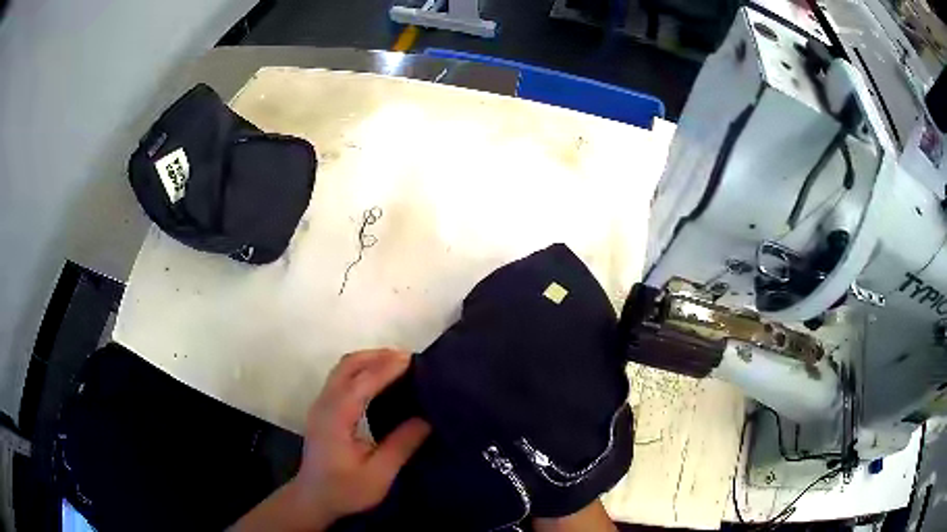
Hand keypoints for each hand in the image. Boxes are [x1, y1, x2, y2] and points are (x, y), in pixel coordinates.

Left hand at [232, 349, 430, 530]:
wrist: (313, 498)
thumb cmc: (345, 490)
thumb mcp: (378, 475)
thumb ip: (401, 446)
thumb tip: (426, 419)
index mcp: (336, 417)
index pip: (362, 382)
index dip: (387, 368)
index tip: (414, 360)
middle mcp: (325, 404)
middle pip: (348, 365)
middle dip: (378, 356)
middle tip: (409, 359)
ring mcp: (321, 405)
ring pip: (343, 369)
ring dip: (369, 361)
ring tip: (398, 365)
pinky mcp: (323, 410)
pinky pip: (342, 378)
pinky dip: (362, 370)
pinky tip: (379, 380)